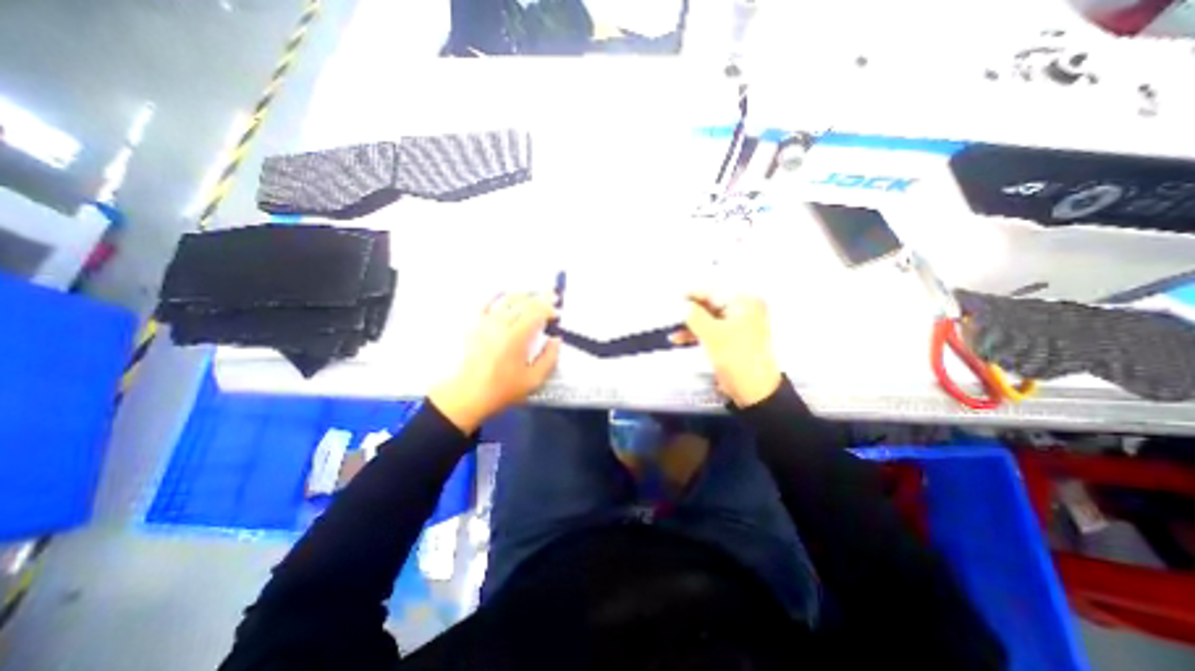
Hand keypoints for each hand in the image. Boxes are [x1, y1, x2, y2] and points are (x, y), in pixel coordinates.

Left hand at [430, 292, 561, 429]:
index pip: (536, 312)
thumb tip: (556, 341)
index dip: (549, 309)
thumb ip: (549, 358)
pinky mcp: (474, 325)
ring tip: (534, 294)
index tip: (557, 313)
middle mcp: (500, 325)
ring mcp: (484, 322)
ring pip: (506, 299)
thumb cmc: (501, 390)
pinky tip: (505, 294)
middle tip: (552, 297)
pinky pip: (486, 303)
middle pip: (523, 302)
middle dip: (540, 298)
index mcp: (516, 338)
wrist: (466, 396)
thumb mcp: (533, 380)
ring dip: (523, 294)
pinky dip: (498, 295)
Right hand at [672, 295, 786, 409]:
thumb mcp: (712, 335)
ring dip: (689, 324)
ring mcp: (738, 325)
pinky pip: (711, 330)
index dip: (691, 294)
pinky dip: (696, 334)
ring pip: (708, 318)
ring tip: (670, 329)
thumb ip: (694, 316)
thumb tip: (680, 304)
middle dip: (688, 311)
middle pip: (710, 304)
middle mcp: (743, 310)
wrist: (755, 391)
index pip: (712, 292)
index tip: (672, 298)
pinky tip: (679, 339)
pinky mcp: (732, 340)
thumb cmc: (737, 358)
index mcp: (744, 303)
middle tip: (668, 313)